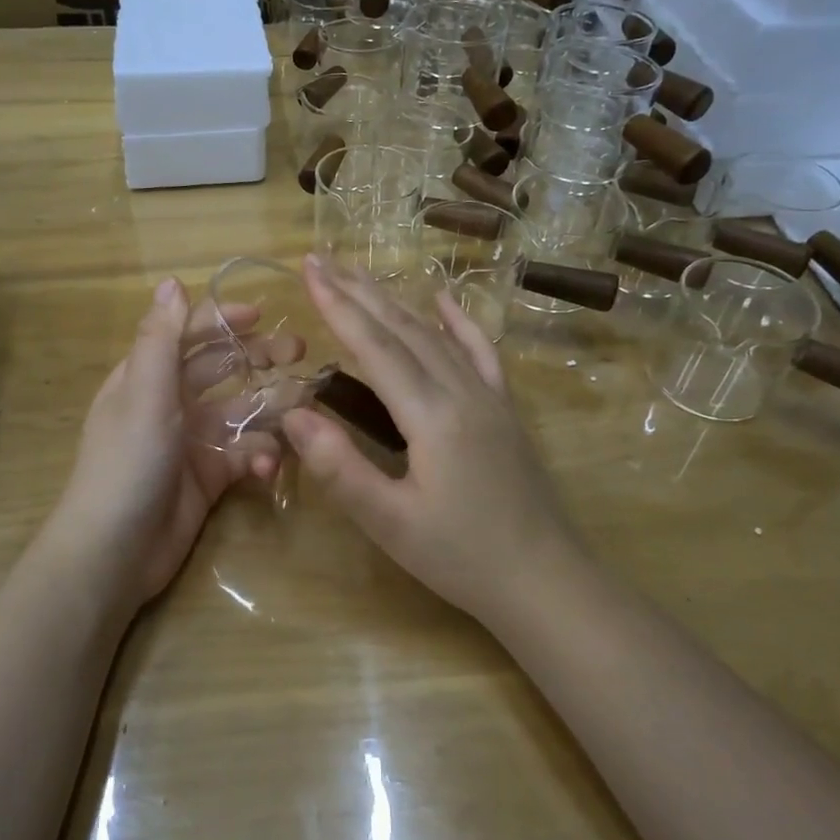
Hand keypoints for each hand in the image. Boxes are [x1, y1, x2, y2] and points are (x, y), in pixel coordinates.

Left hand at [47, 278, 296, 608]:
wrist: (115, 551)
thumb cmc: (128, 462)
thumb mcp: (143, 394)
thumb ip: (161, 339)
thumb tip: (172, 281)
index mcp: (147, 376)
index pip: (187, 334)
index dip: (222, 320)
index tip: (262, 314)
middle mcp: (170, 403)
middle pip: (220, 368)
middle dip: (257, 358)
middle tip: (299, 353)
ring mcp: (192, 441)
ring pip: (240, 412)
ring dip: (269, 409)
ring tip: (299, 408)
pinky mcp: (210, 477)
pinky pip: (243, 454)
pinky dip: (259, 456)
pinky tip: (266, 466)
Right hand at [281, 256, 585, 626]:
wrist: (546, 581)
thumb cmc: (462, 558)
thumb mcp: (391, 523)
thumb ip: (340, 468)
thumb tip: (293, 414)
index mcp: (432, 415)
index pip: (375, 347)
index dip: (337, 307)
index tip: (308, 270)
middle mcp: (462, 391)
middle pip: (403, 328)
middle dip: (358, 291)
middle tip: (322, 259)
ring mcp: (489, 396)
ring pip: (435, 335)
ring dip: (396, 301)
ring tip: (361, 275)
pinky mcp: (504, 410)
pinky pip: (481, 352)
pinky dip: (459, 322)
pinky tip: (445, 299)